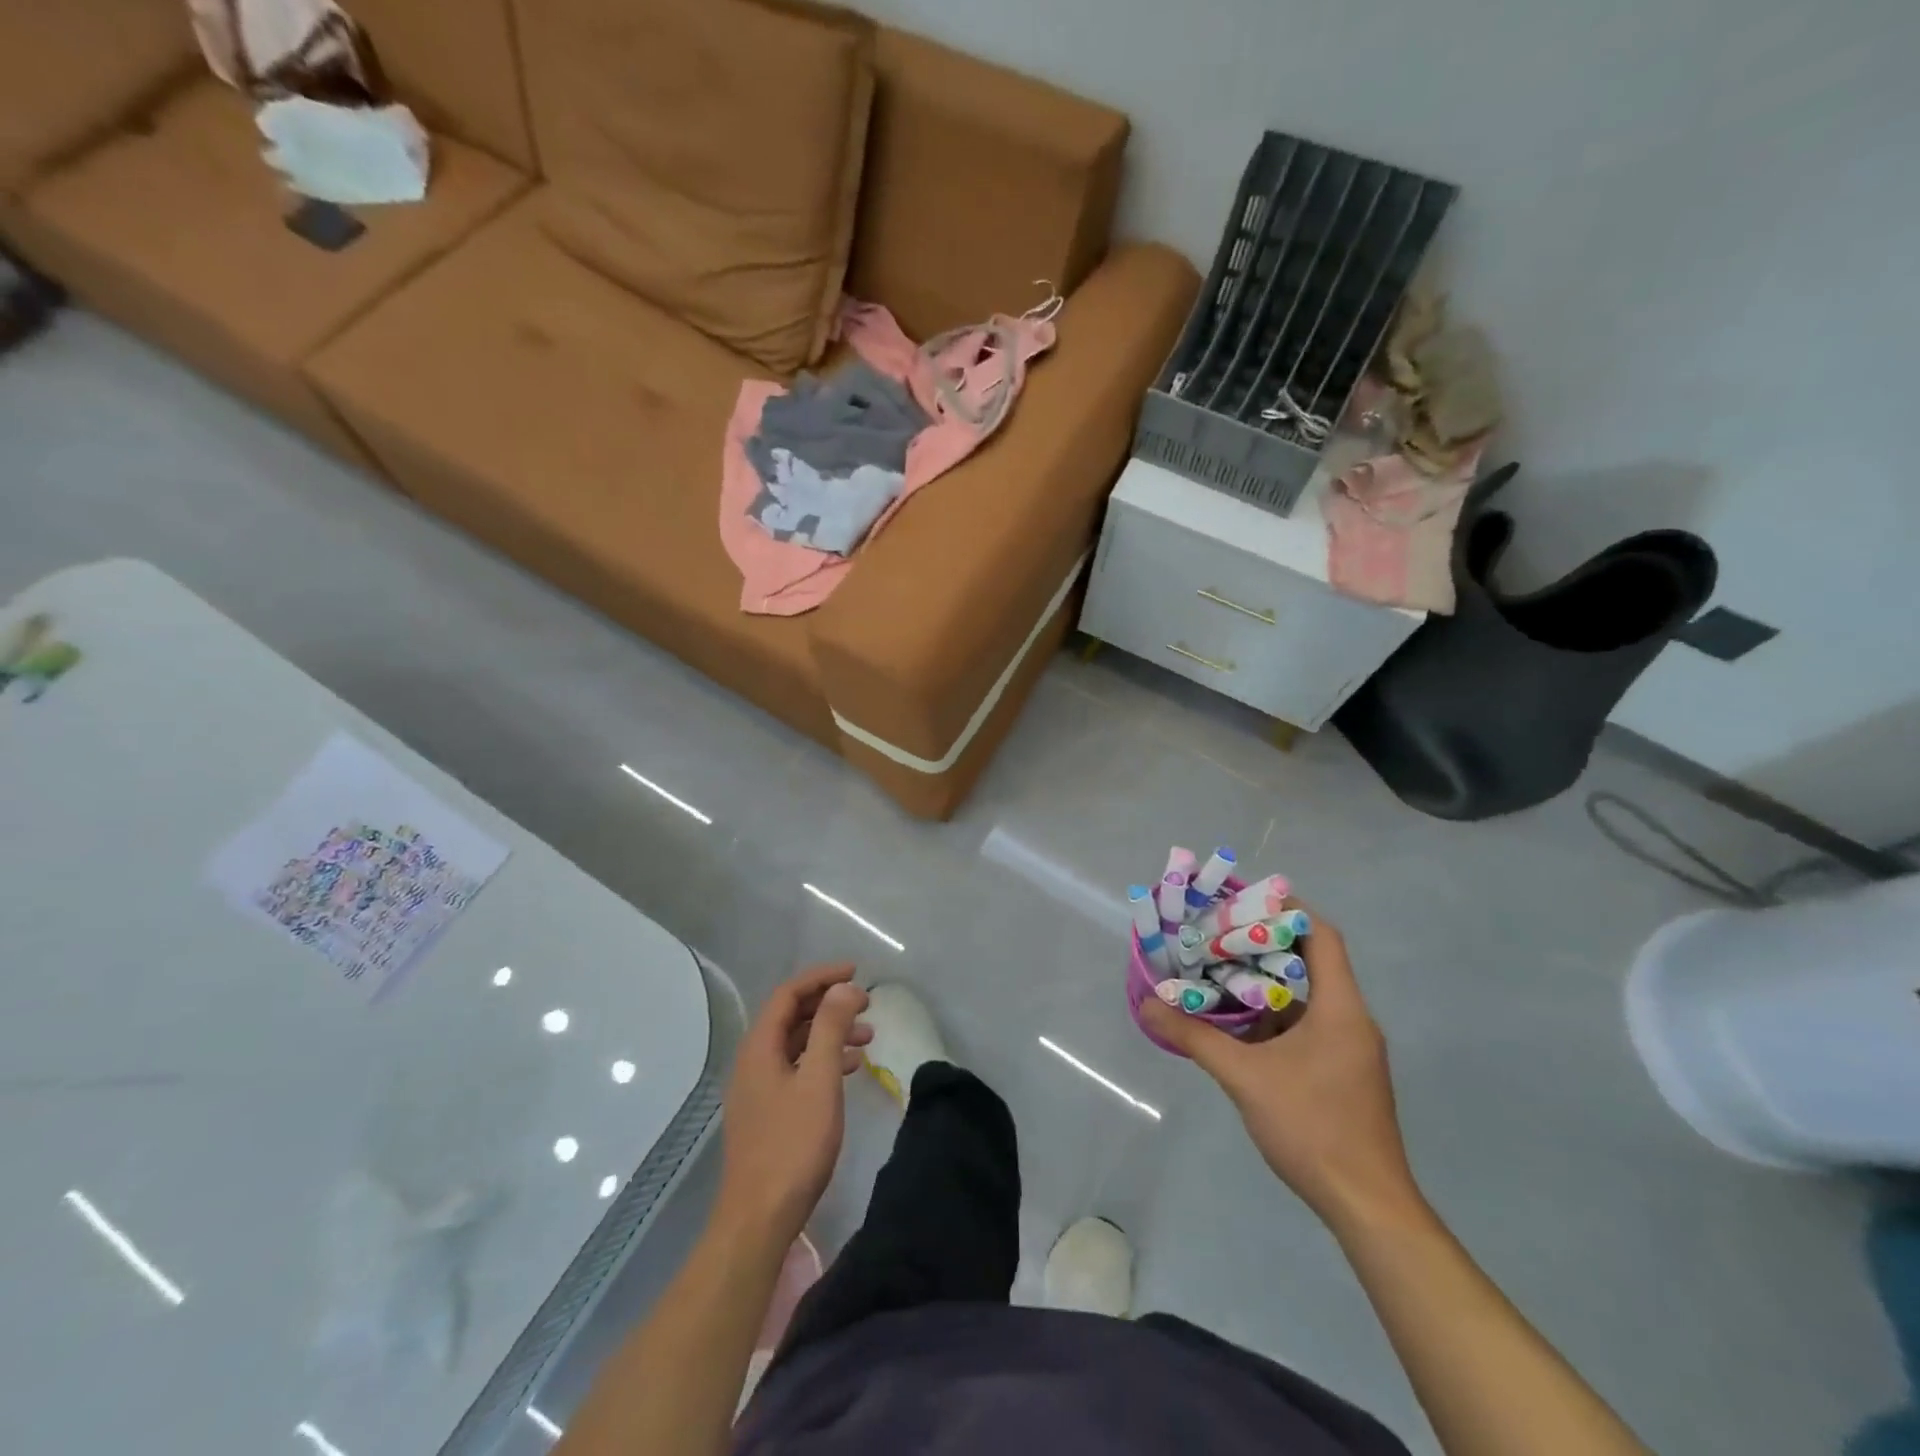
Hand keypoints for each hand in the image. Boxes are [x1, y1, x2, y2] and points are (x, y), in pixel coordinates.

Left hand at [717, 965, 872, 1243]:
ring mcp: (758, 1088)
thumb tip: (844, 988)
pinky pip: (797, 1068)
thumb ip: (831, 1028)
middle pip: (791, 1016)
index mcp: (759, 1047)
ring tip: (868, 1037)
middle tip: (867, 1003)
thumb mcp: (819, 1079)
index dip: (822, 977)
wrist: (759, 1218)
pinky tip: (849, 1069)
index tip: (857, 973)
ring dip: (830, 1032)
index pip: (789, 993)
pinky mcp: (767, 1111)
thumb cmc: (793, 1145)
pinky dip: (823, 1060)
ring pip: (796, 1043)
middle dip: (829, 1003)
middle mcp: (753, 1060)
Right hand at [1142, 908, 1424, 1236]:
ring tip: (1218, 972)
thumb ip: (1195, 1037)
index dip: (1286, 911)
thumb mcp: (1244, 1077)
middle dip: (1263, 946)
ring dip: (1265, 984)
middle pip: (1311, 962)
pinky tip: (1237, 1025)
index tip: (1244, 901)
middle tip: (1217, 935)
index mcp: (1340, 1009)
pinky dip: (1273, 1017)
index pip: (1322, 936)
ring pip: (1306, 998)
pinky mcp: (1344, 1074)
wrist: (1367, 1207)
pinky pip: (1307, 1027)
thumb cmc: (1312, 1128)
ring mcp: (1350, 1050)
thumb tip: (1147, 1005)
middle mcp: (1351, 1020)